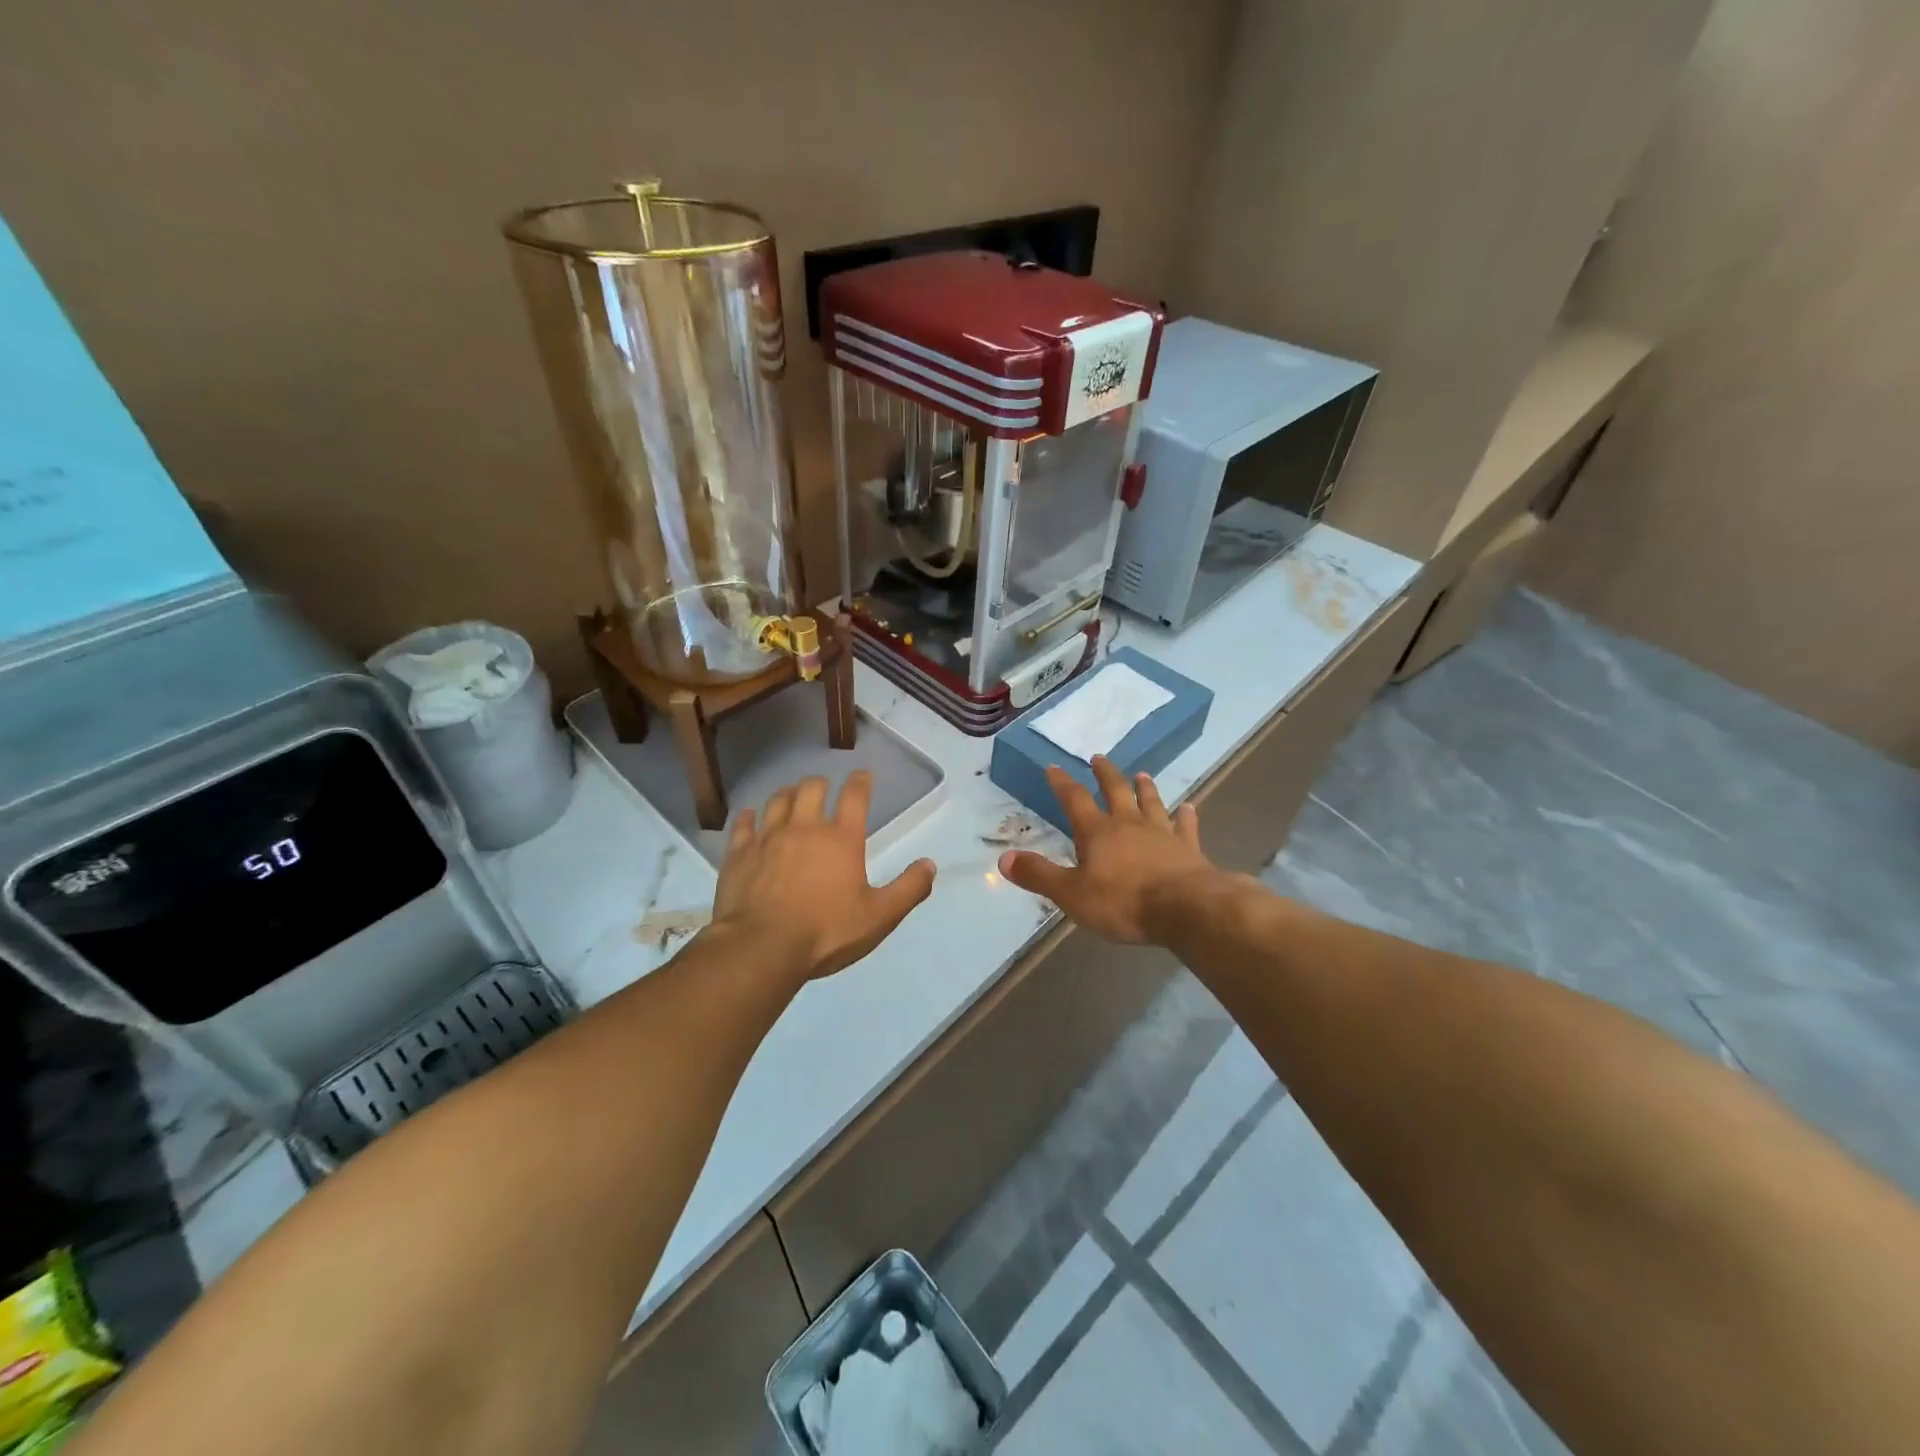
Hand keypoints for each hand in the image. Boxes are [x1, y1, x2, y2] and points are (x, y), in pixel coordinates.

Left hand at [710, 771, 936, 983]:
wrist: (762, 947)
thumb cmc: (826, 932)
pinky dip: (747, 817)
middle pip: (811, 789)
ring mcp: (768, 838)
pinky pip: (742, 825)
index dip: (861, 782)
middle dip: (819, 783)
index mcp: (841, 839)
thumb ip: (908, 890)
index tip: (863, 775)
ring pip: (777, 801)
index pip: (854, 797)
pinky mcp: (739, 854)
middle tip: (823, 786)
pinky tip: (749, 816)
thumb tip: (930, 865)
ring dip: (787, 794)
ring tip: (791, 795)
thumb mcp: (879, 917)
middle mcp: (805, 828)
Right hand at [998, 757, 1220, 943]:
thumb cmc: (1123, 902)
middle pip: (1116, 792)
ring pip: (1151, 803)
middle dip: (1105, 774)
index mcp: (1097, 833)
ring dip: (1145, 788)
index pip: (1074, 800)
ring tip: (1142, 774)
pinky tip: (1189, 808)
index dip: (1062, 783)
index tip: (1053, 767)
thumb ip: (1039, 875)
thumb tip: (1004, 859)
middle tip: (1099, 758)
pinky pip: (1186, 827)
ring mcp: (1162, 834)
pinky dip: (1186, 817)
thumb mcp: (1071, 894)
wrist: (1185, 909)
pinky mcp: (1188, 849)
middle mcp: (1129, 825)